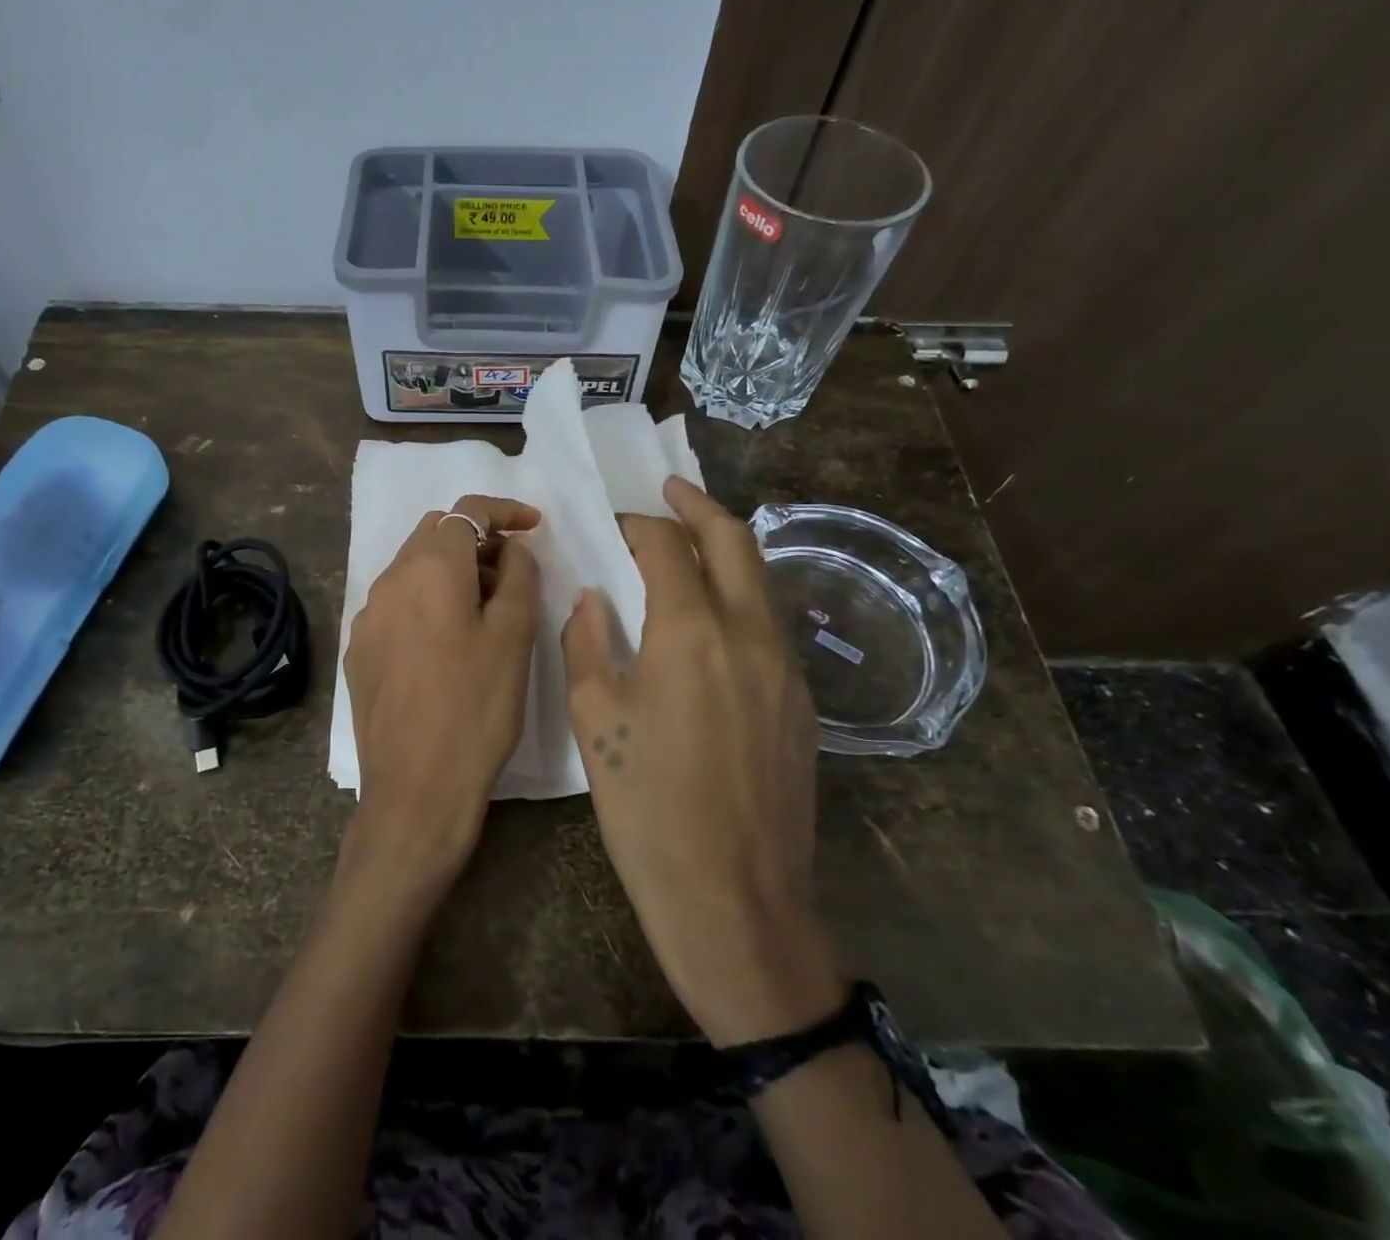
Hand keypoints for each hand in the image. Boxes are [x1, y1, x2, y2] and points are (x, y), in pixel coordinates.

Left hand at [343, 495, 540, 892]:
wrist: (415, 790)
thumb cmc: (476, 709)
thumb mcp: (514, 637)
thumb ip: (519, 577)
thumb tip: (513, 548)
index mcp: (430, 569)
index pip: (467, 511)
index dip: (504, 511)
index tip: (534, 526)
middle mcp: (389, 581)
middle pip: (434, 532)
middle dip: (476, 539)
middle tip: (513, 572)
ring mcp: (368, 616)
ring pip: (412, 567)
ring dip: (451, 570)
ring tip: (485, 608)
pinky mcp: (359, 649)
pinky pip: (396, 602)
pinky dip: (426, 599)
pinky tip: (447, 641)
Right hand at [562, 476, 841, 1045]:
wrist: (734, 900)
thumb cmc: (647, 808)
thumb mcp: (595, 720)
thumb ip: (588, 643)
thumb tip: (593, 598)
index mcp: (692, 631)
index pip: (665, 546)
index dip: (636, 525)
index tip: (612, 526)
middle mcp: (750, 634)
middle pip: (734, 540)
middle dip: (699, 506)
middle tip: (670, 490)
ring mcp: (786, 667)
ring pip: (761, 579)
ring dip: (726, 549)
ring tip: (690, 544)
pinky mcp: (801, 702)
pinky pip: (769, 623)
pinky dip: (740, 596)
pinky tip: (710, 620)